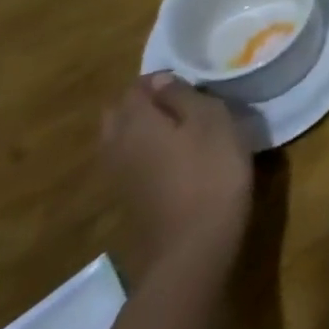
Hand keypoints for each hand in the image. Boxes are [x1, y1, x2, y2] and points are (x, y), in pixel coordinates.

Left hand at [101, 73, 253, 270]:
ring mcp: (118, 178)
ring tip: (181, 128)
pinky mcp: (128, 202)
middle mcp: (116, 147)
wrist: (192, 249)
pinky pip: (129, 164)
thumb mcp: (211, 120)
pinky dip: (145, 154)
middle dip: (143, 103)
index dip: (160, 79)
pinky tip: (175, 160)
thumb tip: (160, 80)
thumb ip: (182, 96)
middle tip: (182, 102)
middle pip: (119, 113)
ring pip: (121, 140)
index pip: (135, 87)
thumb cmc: (210, 172)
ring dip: (143, 129)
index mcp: (135, 122)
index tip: (190, 82)